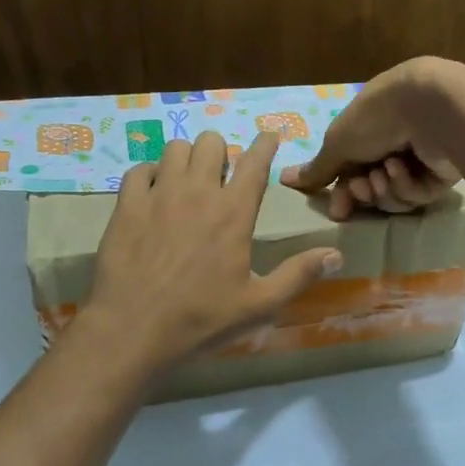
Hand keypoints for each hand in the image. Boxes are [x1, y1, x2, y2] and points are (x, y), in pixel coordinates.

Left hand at [85, 130, 342, 368]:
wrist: (134, 329)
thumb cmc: (202, 318)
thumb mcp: (260, 304)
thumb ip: (299, 275)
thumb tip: (337, 255)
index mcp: (234, 213)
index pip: (255, 163)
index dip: (265, 144)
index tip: (269, 136)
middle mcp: (197, 193)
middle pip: (211, 143)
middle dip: (221, 151)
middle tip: (221, 175)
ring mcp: (158, 196)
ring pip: (174, 149)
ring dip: (187, 158)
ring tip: (188, 180)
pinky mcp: (127, 207)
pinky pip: (138, 170)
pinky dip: (150, 174)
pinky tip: (153, 192)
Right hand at [280, 58, 464, 219]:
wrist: (429, 108)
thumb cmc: (376, 118)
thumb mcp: (338, 142)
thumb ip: (317, 168)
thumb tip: (284, 178)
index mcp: (369, 131)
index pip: (351, 171)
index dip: (343, 193)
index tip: (338, 210)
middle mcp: (394, 144)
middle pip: (372, 188)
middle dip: (363, 192)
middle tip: (362, 186)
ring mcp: (419, 161)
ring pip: (394, 196)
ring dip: (384, 188)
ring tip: (385, 171)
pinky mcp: (441, 176)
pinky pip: (416, 196)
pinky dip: (405, 185)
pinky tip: (403, 168)